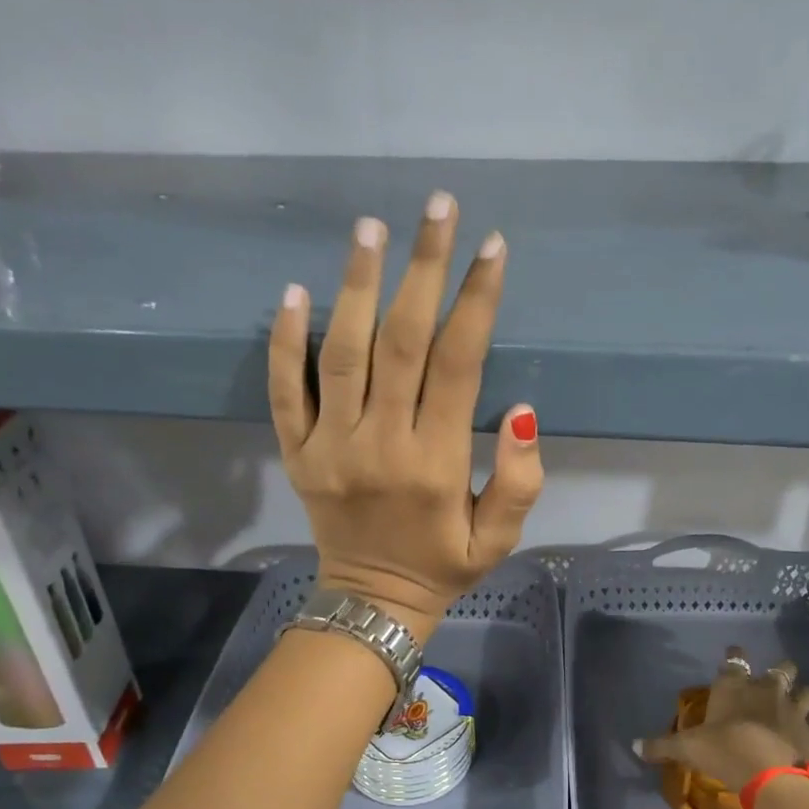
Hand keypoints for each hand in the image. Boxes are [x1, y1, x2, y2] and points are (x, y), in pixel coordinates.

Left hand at [268, 193, 543, 641]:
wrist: (372, 602)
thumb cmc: (442, 567)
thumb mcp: (498, 540)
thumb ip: (519, 482)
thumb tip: (523, 411)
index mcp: (436, 463)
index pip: (458, 364)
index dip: (477, 302)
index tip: (492, 247)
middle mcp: (381, 444)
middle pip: (401, 341)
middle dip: (424, 268)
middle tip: (437, 206)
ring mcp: (331, 446)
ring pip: (342, 352)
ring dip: (357, 285)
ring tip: (371, 228)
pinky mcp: (297, 453)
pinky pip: (286, 390)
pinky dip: (285, 341)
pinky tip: (294, 291)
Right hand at [635, 648, 808, 790]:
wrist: (763, 769)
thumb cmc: (720, 749)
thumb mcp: (685, 748)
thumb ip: (661, 746)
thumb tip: (633, 746)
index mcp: (734, 687)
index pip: (734, 661)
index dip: (735, 655)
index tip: (735, 651)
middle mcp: (766, 690)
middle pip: (782, 669)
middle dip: (782, 671)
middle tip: (779, 677)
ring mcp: (793, 709)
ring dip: (807, 695)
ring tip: (806, 699)